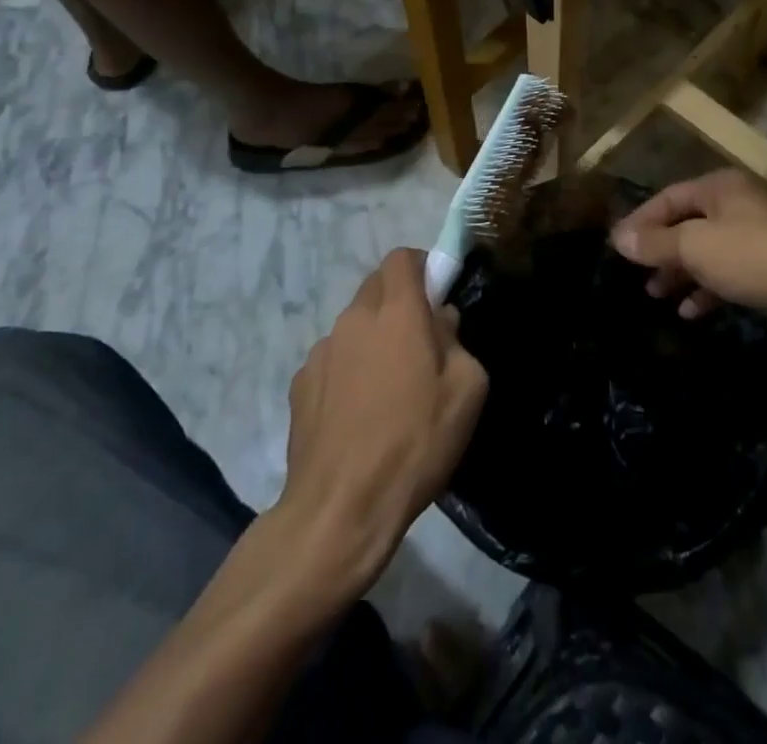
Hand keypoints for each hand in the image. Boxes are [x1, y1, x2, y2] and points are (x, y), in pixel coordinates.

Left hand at [277, 250, 488, 590]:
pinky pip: (332, 358)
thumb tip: (441, 322)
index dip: (422, 267)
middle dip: (399, 300)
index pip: (402, 258)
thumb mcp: (467, 390)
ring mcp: (321, 351)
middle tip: (419, 341)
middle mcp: (354, 319)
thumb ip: (457, 340)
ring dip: (372, 337)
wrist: (340, 509)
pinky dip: (348, 369)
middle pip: (376, 286)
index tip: (436, 296)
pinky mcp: (299, 385)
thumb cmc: (414, 442)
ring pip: (353, 323)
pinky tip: (358, 413)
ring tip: (387, 386)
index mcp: (397, 311)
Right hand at [612, 169, 766, 331]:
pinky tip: (691, 311)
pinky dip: (708, 287)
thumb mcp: (697, 247)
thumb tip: (619, 238)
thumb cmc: (755, 256)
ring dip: (681, 271)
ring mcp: (758, 232)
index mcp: (720, 187)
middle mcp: (738, 202)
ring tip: (656, 295)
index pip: (668, 198)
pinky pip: (729, 270)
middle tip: (636, 275)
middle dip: (660, 249)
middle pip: (688, 222)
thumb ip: (657, 243)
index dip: (640, 222)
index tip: (616, 247)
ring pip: (708, 249)